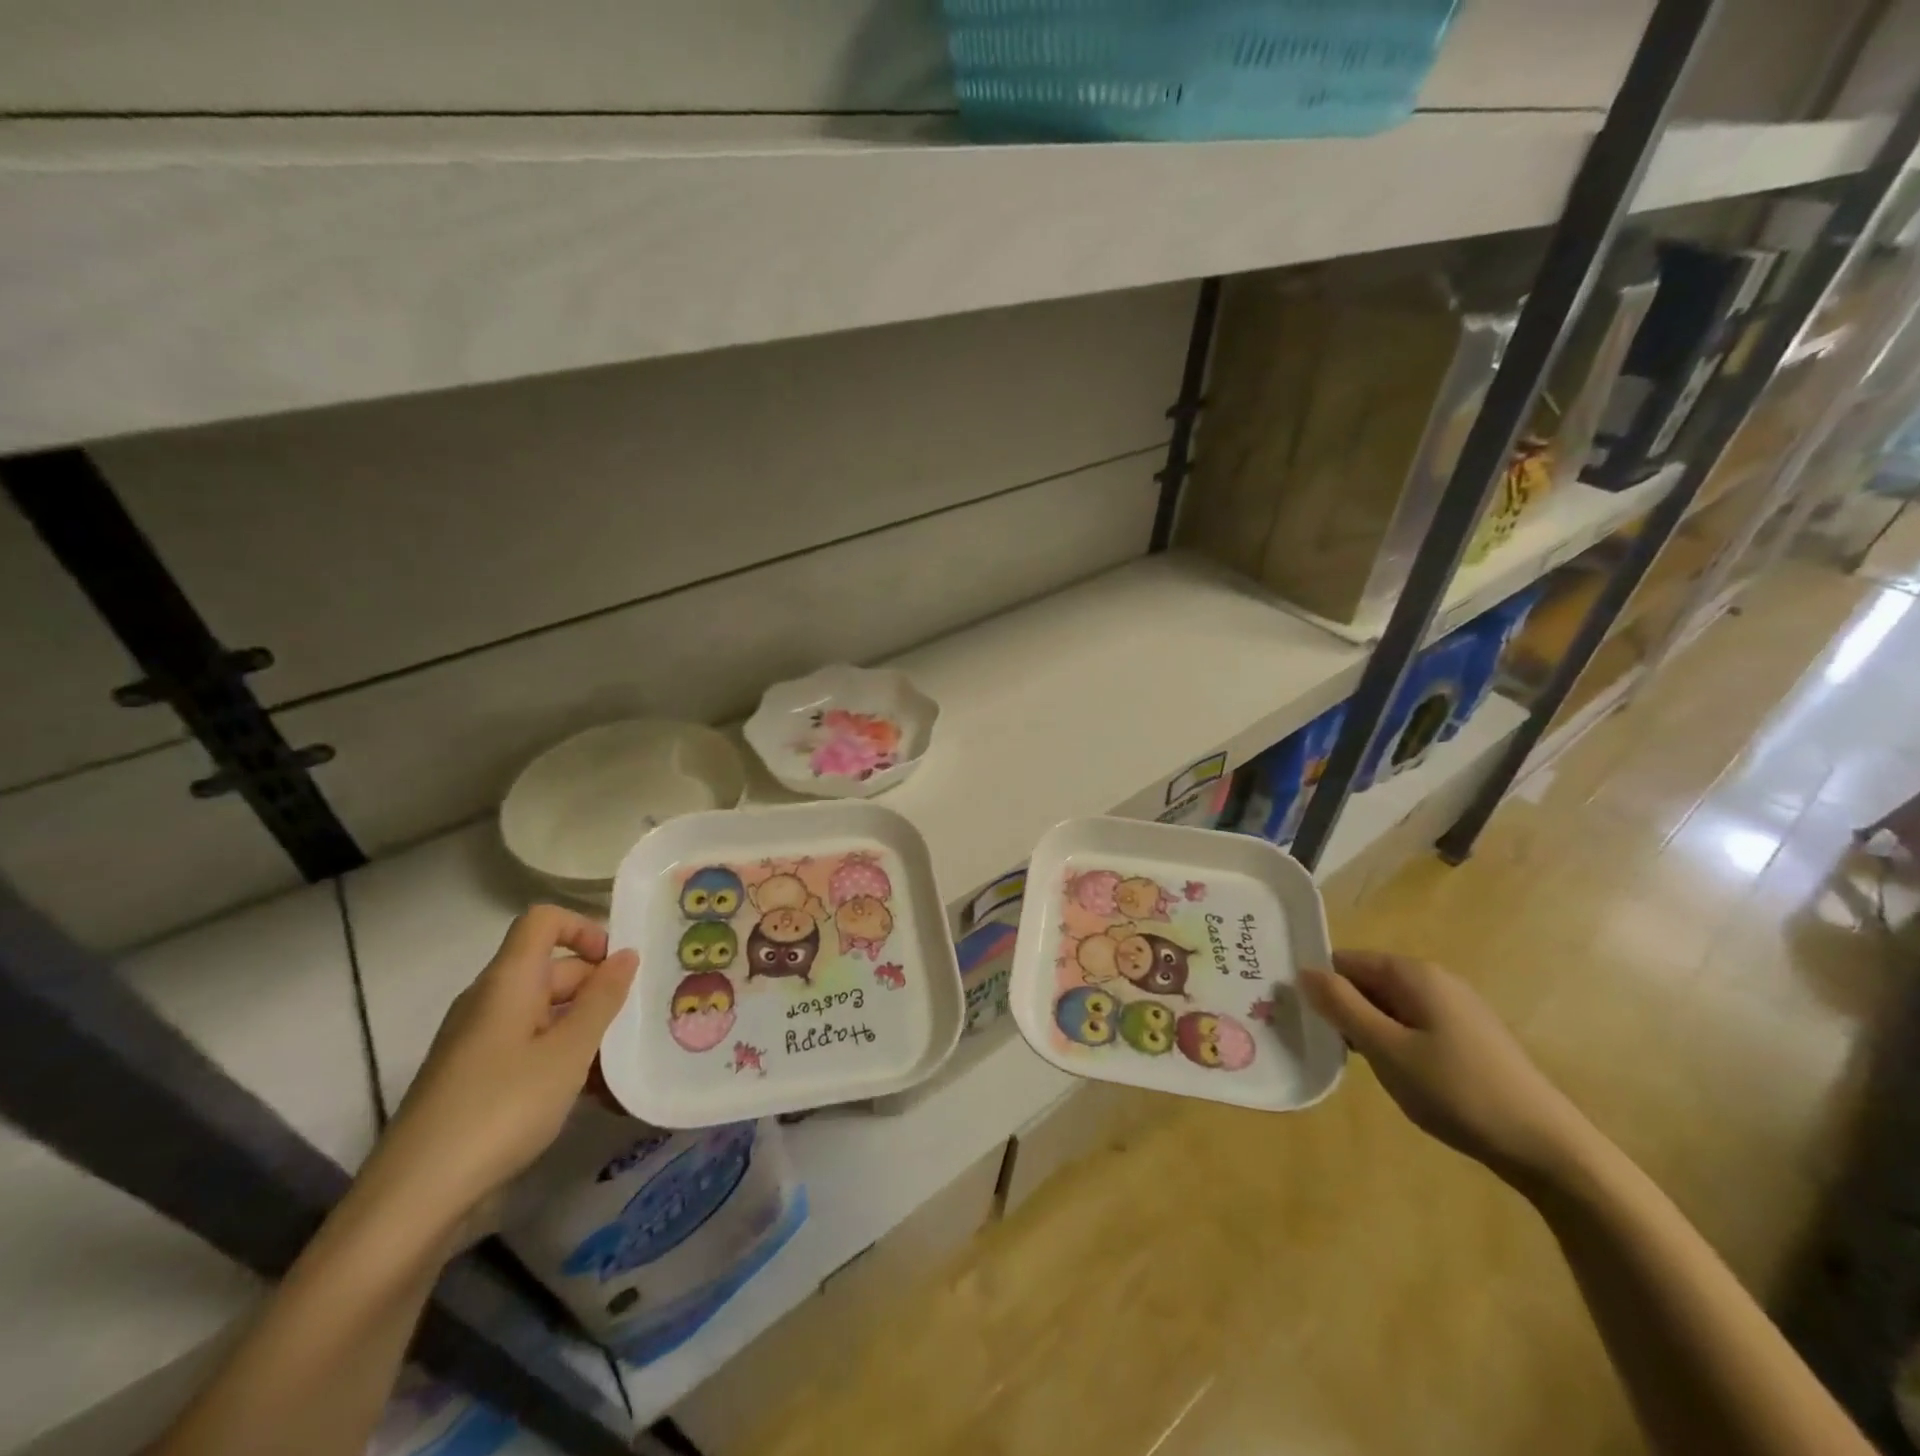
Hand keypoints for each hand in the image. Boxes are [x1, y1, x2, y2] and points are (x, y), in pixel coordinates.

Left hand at [362, 906, 638, 1235]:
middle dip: (598, 988)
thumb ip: (602, 999)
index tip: (618, 964)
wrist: (414, 1201)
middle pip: (552, 969)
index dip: (584, 928)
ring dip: (586, 1030)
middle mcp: (489, 1002)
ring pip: (545, 1014)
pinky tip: (595, 1096)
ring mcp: (479, 1042)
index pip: (543, 921)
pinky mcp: (475, 1080)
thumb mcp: (568, 1052)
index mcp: (507, 981)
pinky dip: (563, 1060)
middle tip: (636, 1021)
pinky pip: (530, 1049)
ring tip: (623, 1065)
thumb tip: (626, 955)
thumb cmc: (501, 1109)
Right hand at [1300, 950, 1593, 1194]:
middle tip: (1321, 1045)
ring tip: (1353, 1063)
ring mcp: (1455, 1009)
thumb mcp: (1386, 1049)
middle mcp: (1435, 980)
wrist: (1548, 1148)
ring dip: (1366, 1028)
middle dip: (1341, 1008)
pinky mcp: (1468, 1037)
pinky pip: (1412, 1025)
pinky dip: (1393, 1042)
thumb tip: (1302, 971)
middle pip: (1367, 981)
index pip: (1344, 961)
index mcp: (1413, 974)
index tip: (1300, 1018)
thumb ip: (1341, 1006)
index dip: (1319, 986)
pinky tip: (1394, 1074)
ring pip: (1388, 1006)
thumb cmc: (1457, 1092)